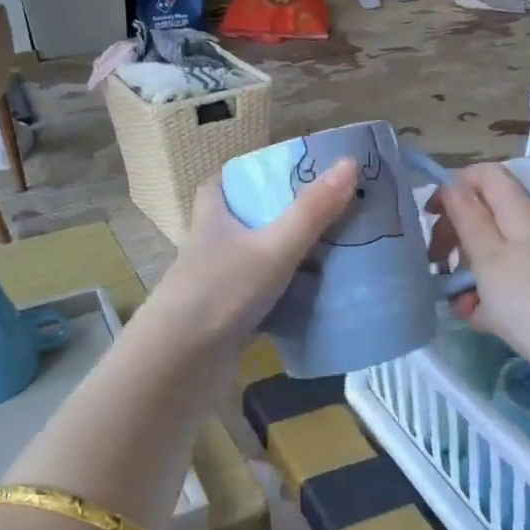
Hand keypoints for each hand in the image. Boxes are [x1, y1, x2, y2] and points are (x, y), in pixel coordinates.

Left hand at [143, 158, 358, 356]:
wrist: (179, 366)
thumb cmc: (221, 293)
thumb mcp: (273, 247)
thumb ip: (312, 211)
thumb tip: (350, 163)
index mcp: (212, 221)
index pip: (219, 185)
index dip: (245, 176)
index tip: (281, 174)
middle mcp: (211, 250)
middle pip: (244, 224)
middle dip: (280, 219)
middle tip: (325, 214)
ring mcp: (217, 288)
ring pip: (256, 264)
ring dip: (286, 260)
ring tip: (333, 254)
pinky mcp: (227, 322)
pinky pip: (263, 301)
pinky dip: (287, 299)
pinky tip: (317, 302)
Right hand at [431, 165, 529, 377]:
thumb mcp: (489, 258)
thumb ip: (468, 218)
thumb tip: (452, 184)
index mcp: (520, 212)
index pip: (485, 174)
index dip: (454, 186)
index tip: (429, 215)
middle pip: (484, 213)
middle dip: (454, 233)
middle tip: (436, 260)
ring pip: (490, 252)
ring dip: (467, 271)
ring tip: (458, 300)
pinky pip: (503, 282)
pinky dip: (486, 296)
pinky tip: (478, 318)